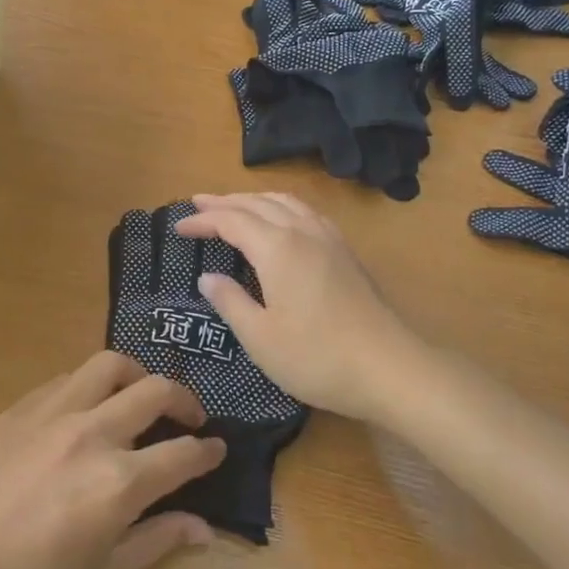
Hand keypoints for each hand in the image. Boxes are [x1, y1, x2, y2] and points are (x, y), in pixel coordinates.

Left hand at [0, 352, 224, 568]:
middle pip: (155, 391)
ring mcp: (51, 413)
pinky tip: (88, 411)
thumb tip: (203, 526)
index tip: (217, 450)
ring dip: (137, 376)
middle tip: (190, 419)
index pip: (182, 454)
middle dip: (184, 401)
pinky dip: (92, 386)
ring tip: (141, 398)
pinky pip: (68, 379)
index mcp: (117, 483)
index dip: (207, 451)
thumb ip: (157, 541)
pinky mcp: (19, 408)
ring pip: (109, 366)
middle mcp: (90, 434)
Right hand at [176, 193, 425, 423]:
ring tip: (234, 205)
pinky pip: (306, 212)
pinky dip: (281, 207)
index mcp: (277, 248)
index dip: (202, 221)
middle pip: (257, 203)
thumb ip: (230, 302)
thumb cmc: (317, 357)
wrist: (390, 368)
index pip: (231, 221)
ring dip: (254, 199)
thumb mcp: (260, 338)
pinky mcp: (345, 252)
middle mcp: (303, 232)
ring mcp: (329, 239)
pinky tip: (281, 220)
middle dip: (224, 201)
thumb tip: (207, 278)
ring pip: (285, 202)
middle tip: (198, 204)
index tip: (177, 228)